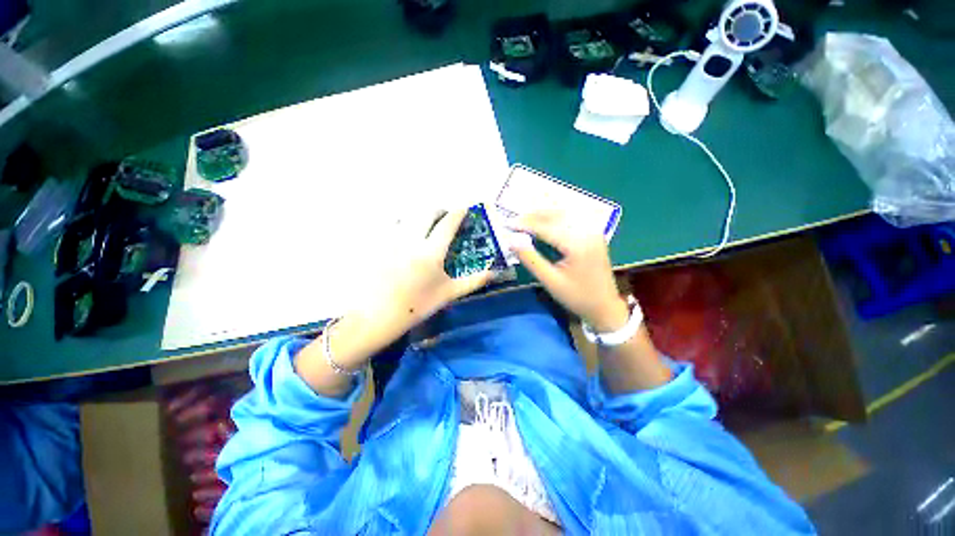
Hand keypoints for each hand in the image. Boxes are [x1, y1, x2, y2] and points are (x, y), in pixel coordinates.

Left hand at [296, 208, 492, 395]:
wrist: (378, 315)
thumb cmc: (418, 305)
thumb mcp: (449, 293)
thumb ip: (474, 280)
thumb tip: (495, 272)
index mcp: (432, 252)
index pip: (448, 223)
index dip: (458, 213)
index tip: (464, 208)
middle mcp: (412, 239)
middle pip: (427, 211)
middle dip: (439, 210)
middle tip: (444, 218)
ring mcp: (392, 239)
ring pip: (408, 213)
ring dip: (420, 214)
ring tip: (424, 224)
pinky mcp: (378, 243)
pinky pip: (391, 223)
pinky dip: (401, 221)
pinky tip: (403, 233)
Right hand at [510, 211, 628, 331]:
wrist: (605, 307)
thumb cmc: (576, 297)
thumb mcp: (550, 281)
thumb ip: (530, 259)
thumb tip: (512, 241)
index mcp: (577, 244)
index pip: (546, 227)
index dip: (525, 224)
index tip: (508, 224)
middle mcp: (587, 232)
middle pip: (556, 215)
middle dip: (533, 216)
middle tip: (514, 221)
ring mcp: (593, 231)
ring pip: (564, 214)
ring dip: (544, 215)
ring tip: (525, 220)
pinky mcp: (594, 234)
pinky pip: (572, 219)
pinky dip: (555, 218)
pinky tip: (545, 222)